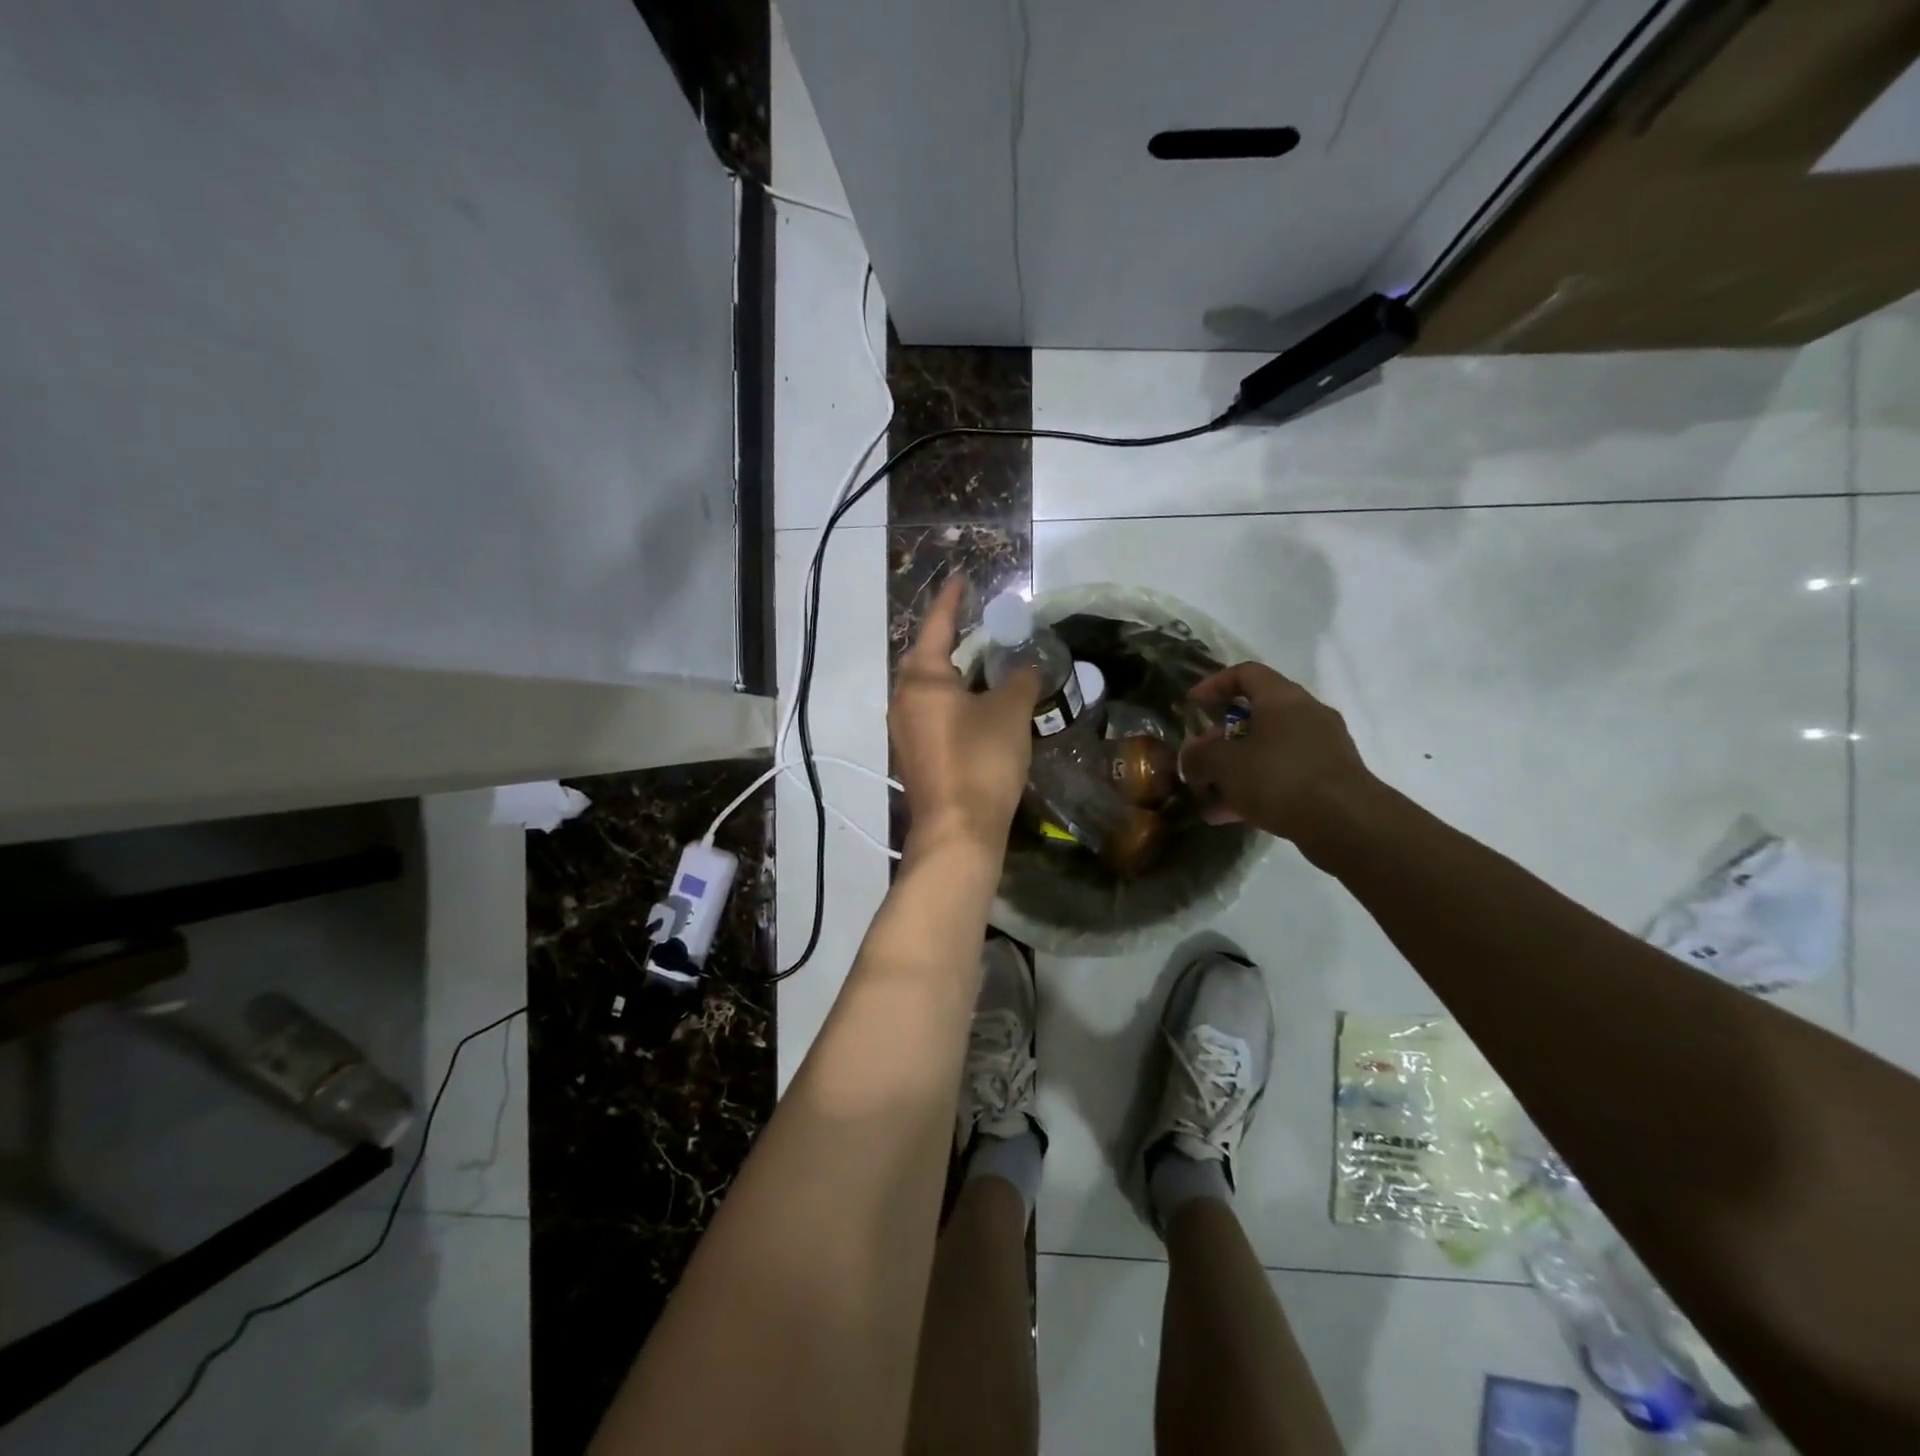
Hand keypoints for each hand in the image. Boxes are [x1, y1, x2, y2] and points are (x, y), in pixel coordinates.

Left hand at [889, 578, 1039, 853]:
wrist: (958, 831)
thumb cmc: (981, 761)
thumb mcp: (1009, 713)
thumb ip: (1019, 681)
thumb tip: (1025, 667)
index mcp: (922, 679)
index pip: (937, 626)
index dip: (951, 601)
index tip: (961, 580)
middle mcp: (904, 700)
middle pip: (925, 657)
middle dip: (947, 637)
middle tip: (974, 622)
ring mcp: (904, 730)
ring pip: (926, 688)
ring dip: (949, 671)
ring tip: (978, 661)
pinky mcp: (913, 755)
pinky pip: (929, 712)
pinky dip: (949, 699)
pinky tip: (972, 705)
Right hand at [1178, 662, 1375, 849]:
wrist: (1347, 823)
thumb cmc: (1280, 778)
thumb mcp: (1224, 765)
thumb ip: (1199, 757)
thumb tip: (1191, 757)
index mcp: (1282, 698)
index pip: (1245, 673)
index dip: (1213, 684)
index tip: (1191, 706)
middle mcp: (1306, 714)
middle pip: (1255, 715)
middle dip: (1220, 739)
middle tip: (1198, 759)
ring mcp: (1321, 747)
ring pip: (1267, 749)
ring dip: (1235, 769)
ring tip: (1209, 796)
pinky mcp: (1329, 778)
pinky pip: (1283, 774)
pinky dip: (1256, 788)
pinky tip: (1231, 815)